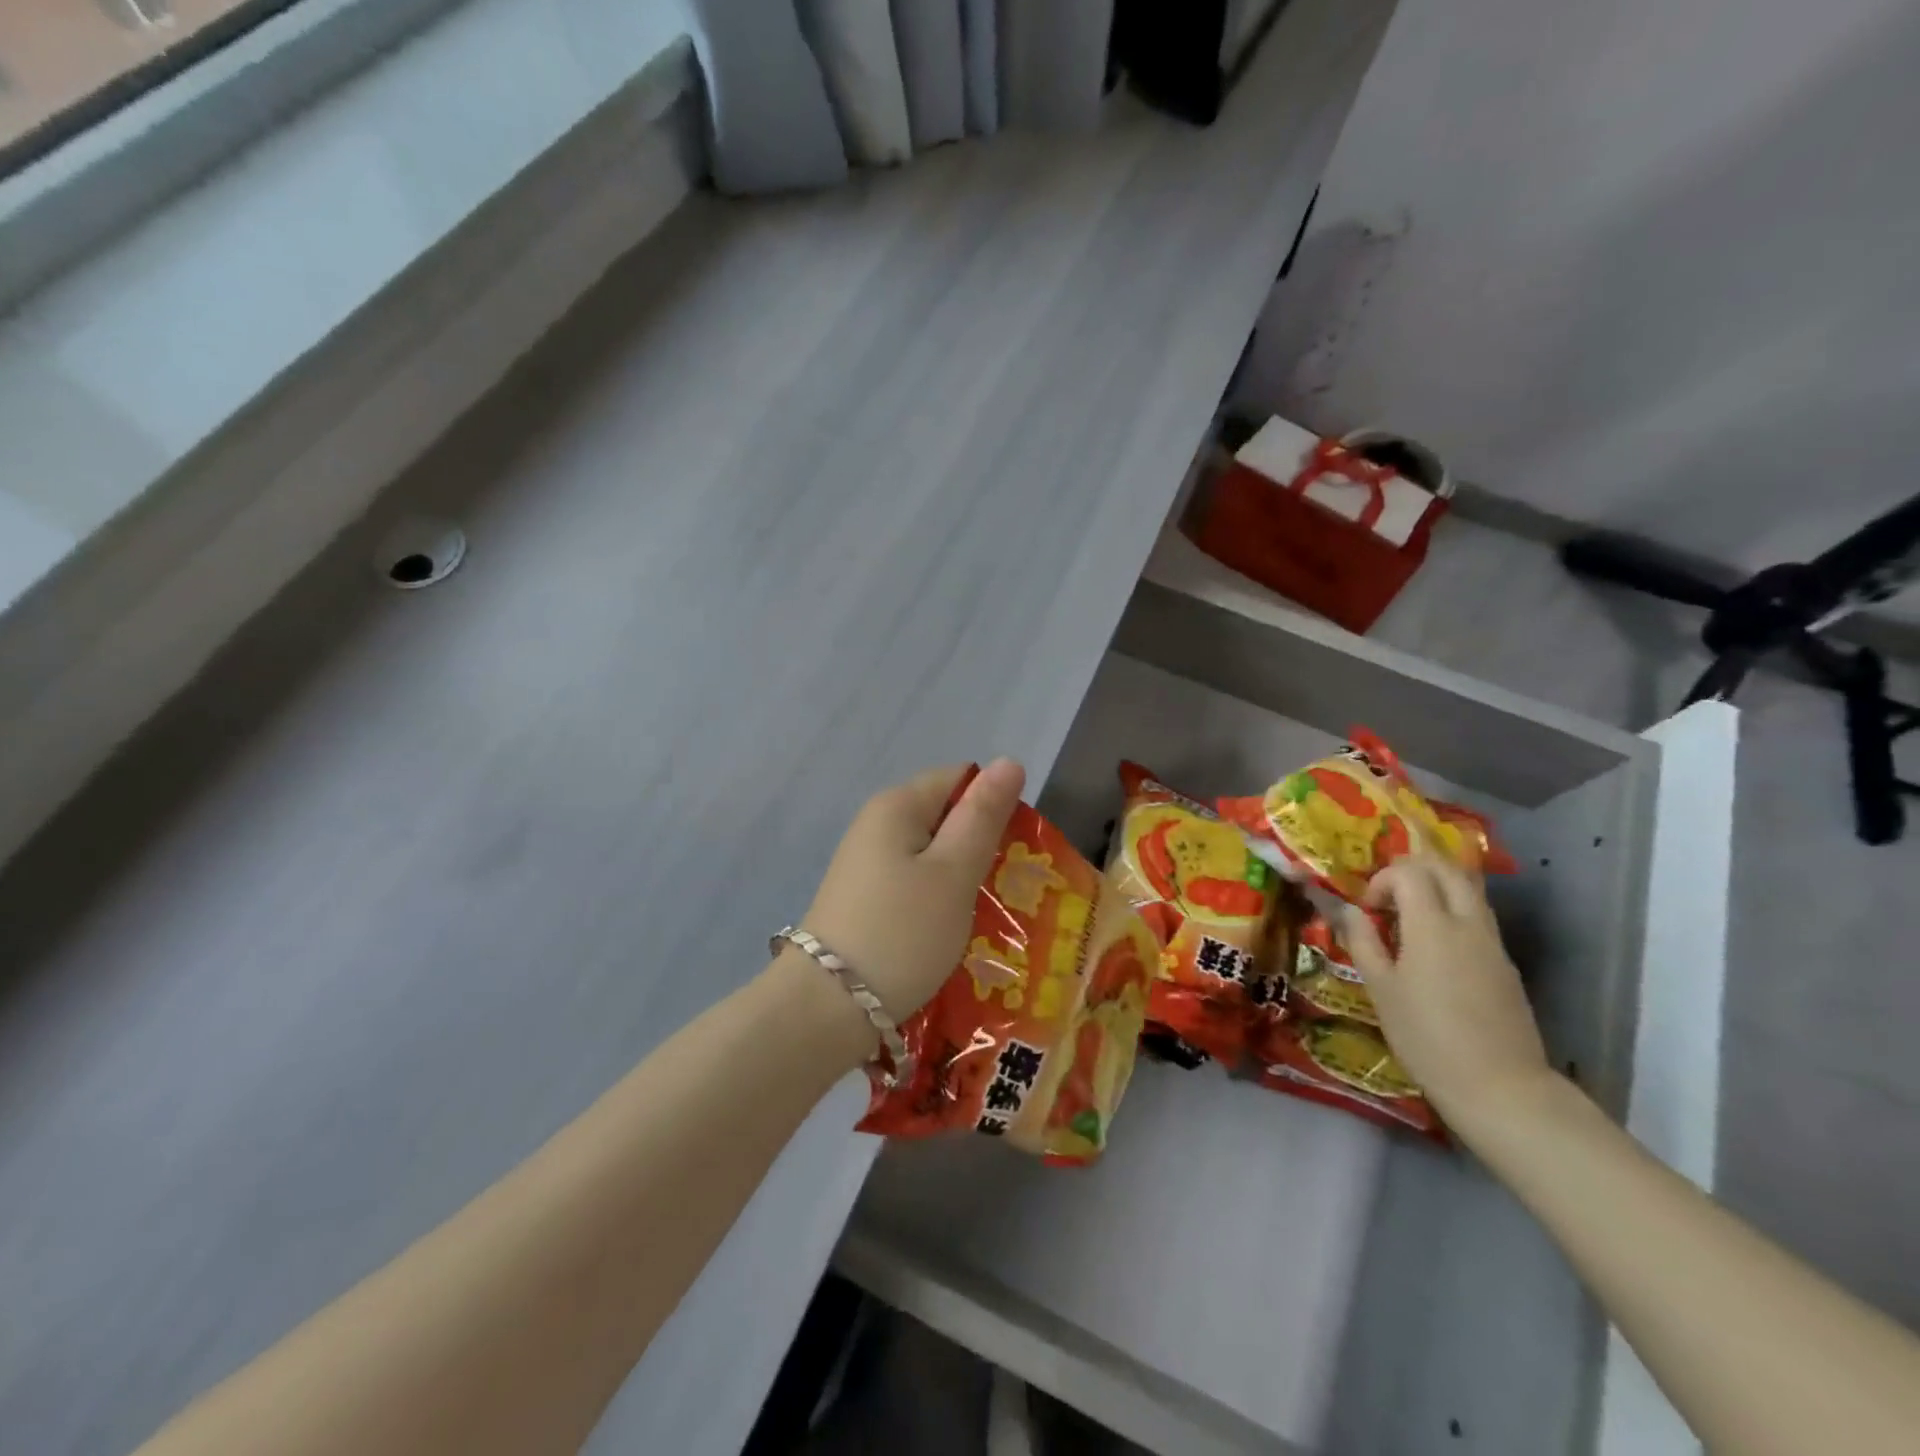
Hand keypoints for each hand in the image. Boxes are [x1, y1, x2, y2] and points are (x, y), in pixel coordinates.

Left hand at [801, 759, 1024, 1025]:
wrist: (826, 1008)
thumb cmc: (902, 932)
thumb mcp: (954, 872)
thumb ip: (982, 816)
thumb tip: (1008, 761)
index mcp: (897, 805)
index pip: (959, 779)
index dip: (993, 806)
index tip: (1013, 850)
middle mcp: (876, 825)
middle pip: (944, 817)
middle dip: (979, 847)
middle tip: (1007, 889)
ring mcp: (865, 865)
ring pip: (931, 856)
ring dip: (961, 880)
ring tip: (985, 916)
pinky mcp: (863, 900)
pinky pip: (913, 885)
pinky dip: (936, 902)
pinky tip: (949, 933)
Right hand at [1343, 855, 1553, 1131]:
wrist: (1500, 1086)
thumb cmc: (1426, 1036)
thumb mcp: (1380, 989)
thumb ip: (1363, 941)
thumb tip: (1347, 910)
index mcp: (1433, 925)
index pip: (1409, 872)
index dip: (1383, 880)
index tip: (1367, 909)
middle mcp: (1468, 923)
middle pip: (1447, 868)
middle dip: (1413, 868)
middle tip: (1388, 894)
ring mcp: (1493, 943)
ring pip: (1468, 889)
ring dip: (1437, 886)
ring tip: (1409, 915)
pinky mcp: (1505, 964)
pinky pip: (1478, 916)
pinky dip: (1453, 910)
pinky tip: (1434, 945)